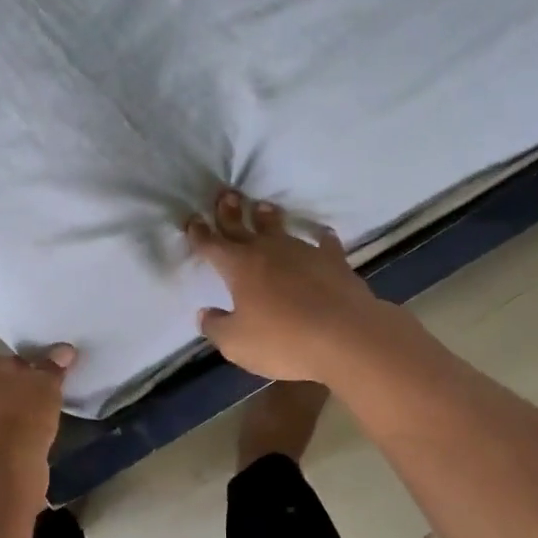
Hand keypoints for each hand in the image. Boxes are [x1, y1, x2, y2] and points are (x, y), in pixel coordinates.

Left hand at [0, 346, 75, 457]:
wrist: (10, 461)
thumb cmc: (21, 409)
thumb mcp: (44, 381)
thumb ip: (52, 364)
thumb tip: (65, 351)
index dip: (22, 370)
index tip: (38, 381)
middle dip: (9, 392)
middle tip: (36, 399)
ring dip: (5, 414)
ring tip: (32, 420)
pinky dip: (3, 434)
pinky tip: (23, 437)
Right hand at [187, 191, 390, 383]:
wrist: (346, 337)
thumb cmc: (283, 340)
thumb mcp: (237, 344)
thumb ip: (216, 327)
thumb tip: (205, 313)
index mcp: (239, 268)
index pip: (212, 245)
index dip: (199, 233)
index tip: (192, 220)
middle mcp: (268, 251)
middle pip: (243, 226)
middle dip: (230, 211)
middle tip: (225, 194)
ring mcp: (303, 252)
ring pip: (280, 228)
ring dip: (268, 217)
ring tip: (262, 206)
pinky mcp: (334, 261)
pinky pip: (324, 243)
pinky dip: (320, 237)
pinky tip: (321, 234)